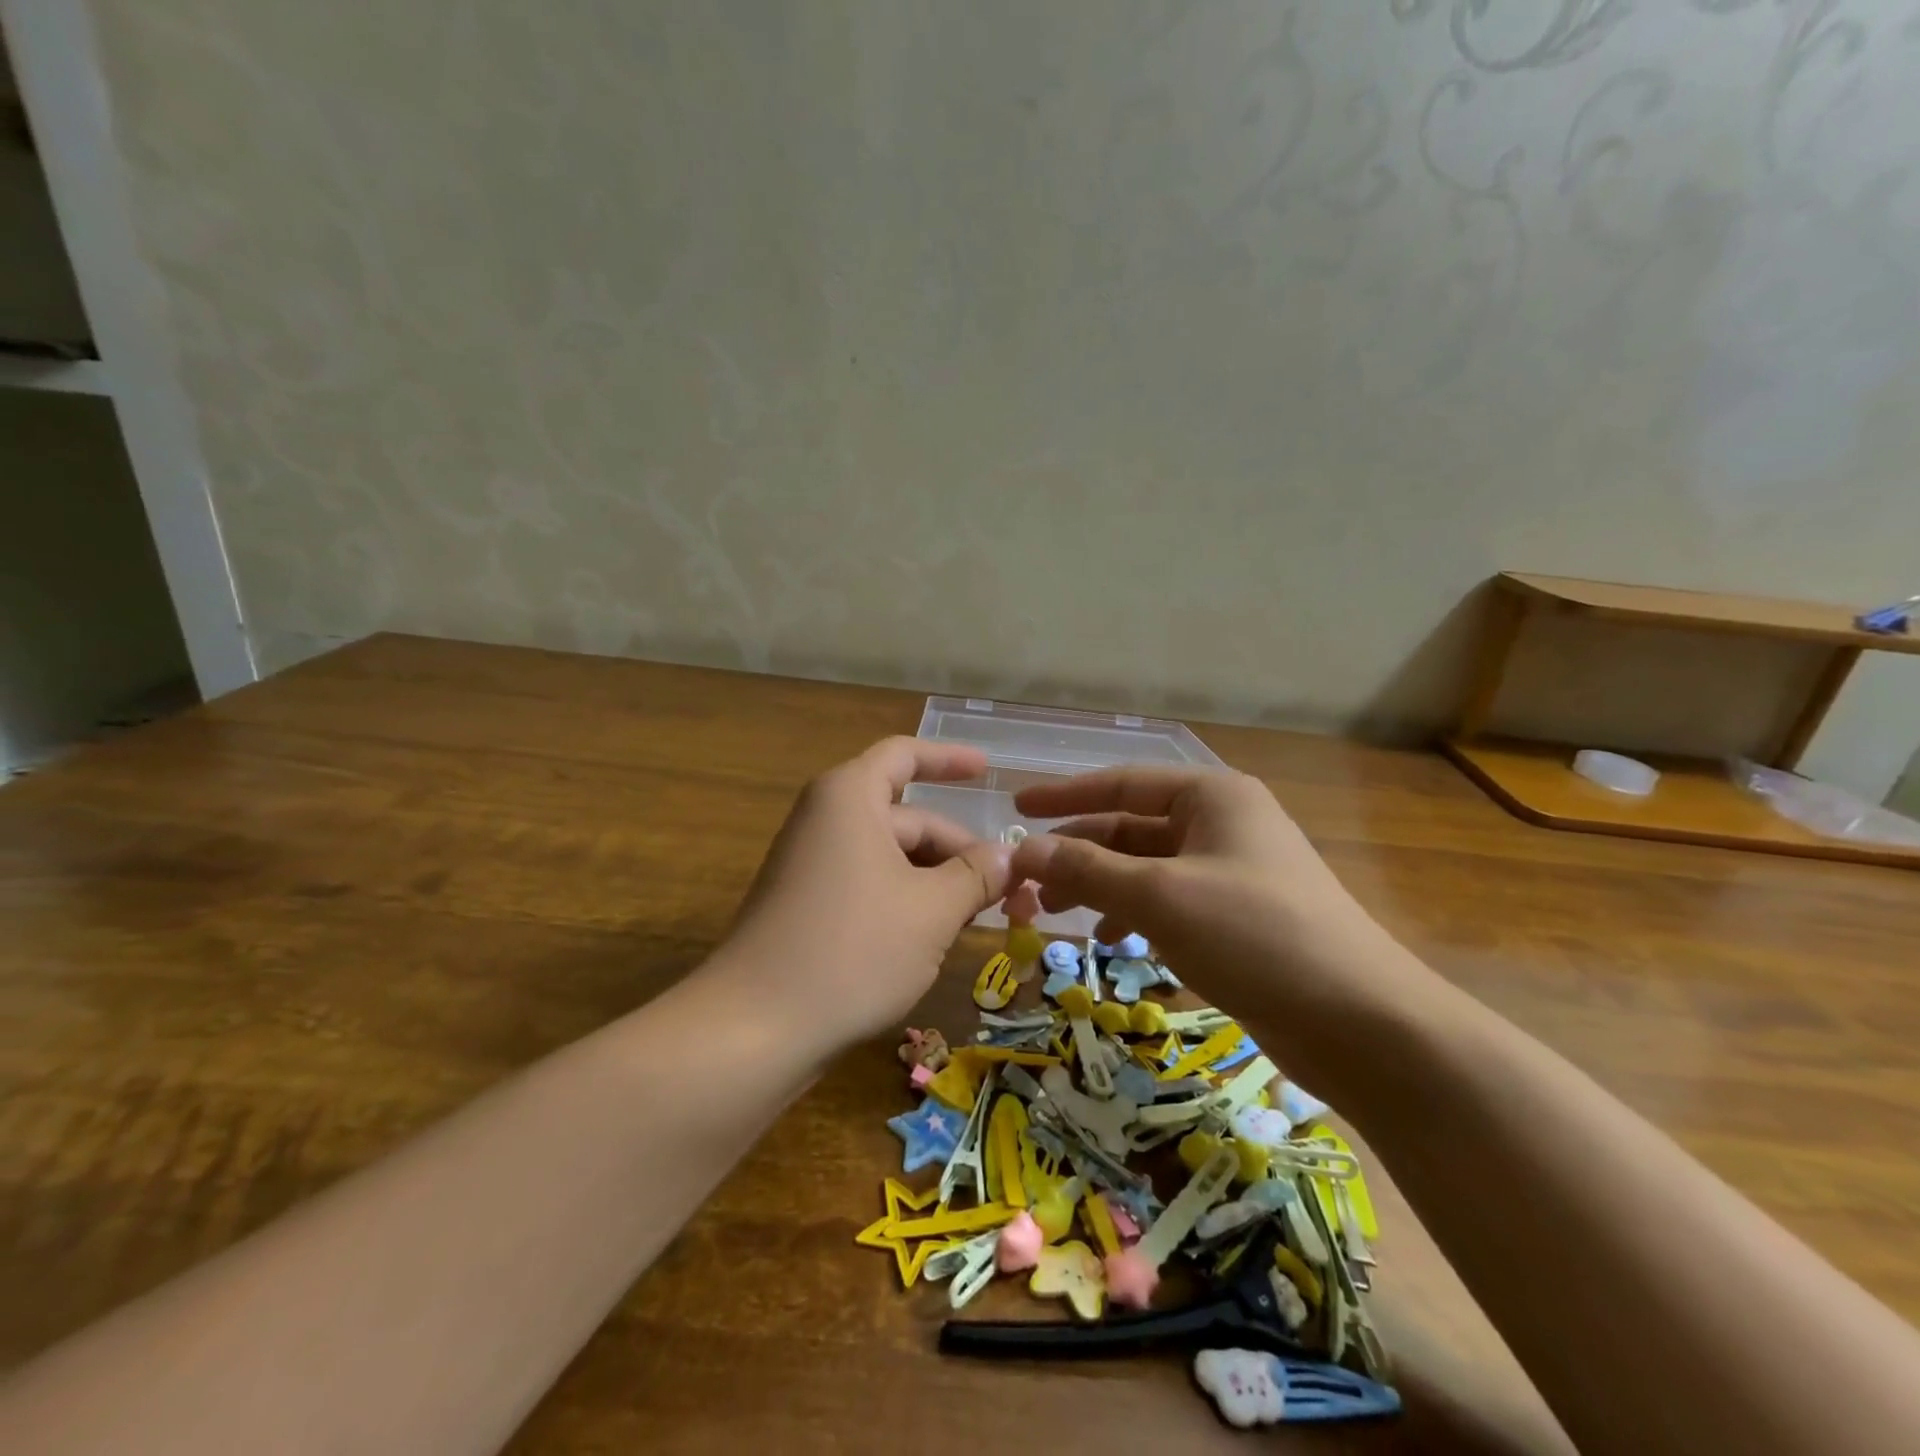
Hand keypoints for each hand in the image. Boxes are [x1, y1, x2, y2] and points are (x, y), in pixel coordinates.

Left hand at [708, 738, 1012, 1054]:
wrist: (754, 1029)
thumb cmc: (853, 949)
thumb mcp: (932, 910)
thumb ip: (977, 875)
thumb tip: (1010, 856)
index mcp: (850, 798)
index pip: (904, 755)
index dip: (949, 759)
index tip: (988, 771)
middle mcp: (826, 821)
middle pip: (907, 818)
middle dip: (959, 851)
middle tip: (1009, 890)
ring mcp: (811, 867)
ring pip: (891, 859)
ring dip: (937, 883)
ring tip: (980, 919)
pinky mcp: (805, 909)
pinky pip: (868, 887)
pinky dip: (907, 903)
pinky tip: (934, 940)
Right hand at [1007, 767, 1433, 1086]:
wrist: (1361, 1023)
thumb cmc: (1256, 935)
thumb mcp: (1161, 896)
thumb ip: (1088, 870)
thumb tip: (1022, 852)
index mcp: (1212, 797)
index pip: (1122, 783)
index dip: (1065, 796)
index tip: (1017, 809)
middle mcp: (1222, 824)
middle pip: (1131, 828)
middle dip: (1078, 853)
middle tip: (1027, 882)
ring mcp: (1232, 872)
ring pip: (1147, 868)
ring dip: (1100, 886)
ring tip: (1056, 913)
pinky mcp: (1238, 918)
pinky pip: (1169, 902)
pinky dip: (1134, 915)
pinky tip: (1112, 941)